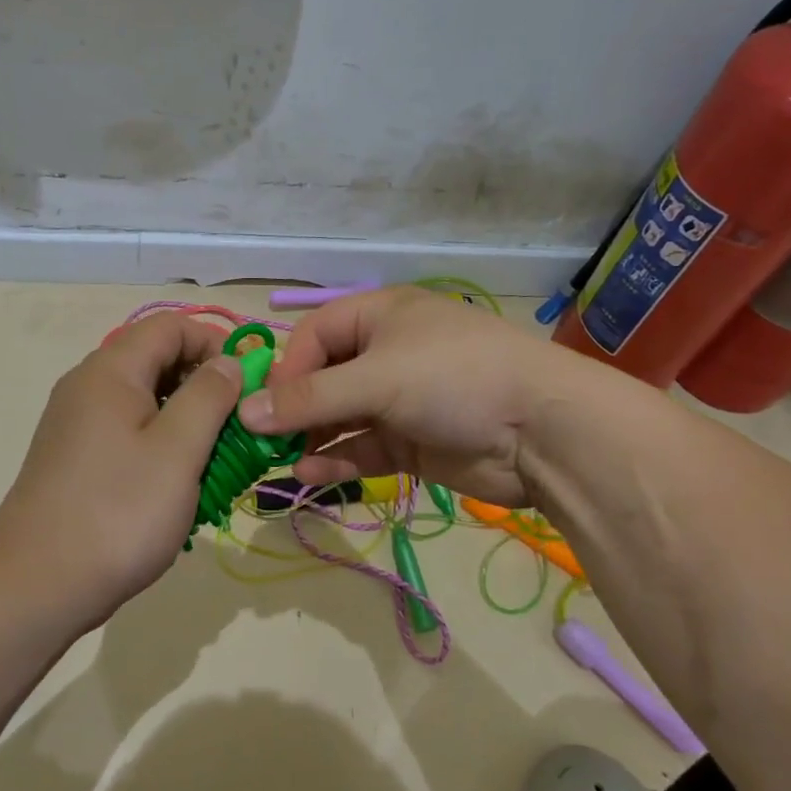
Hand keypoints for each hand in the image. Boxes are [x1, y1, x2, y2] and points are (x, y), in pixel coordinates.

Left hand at [0, 312, 244, 626]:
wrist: (36, 584)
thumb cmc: (118, 512)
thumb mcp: (178, 450)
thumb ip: (209, 396)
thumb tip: (228, 362)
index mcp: (111, 371)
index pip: (171, 326)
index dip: (215, 343)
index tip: (248, 385)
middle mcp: (87, 385)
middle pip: (155, 358)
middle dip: (203, 383)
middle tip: (236, 426)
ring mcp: (76, 422)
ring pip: (143, 398)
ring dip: (184, 417)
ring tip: (213, 458)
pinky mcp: (74, 456)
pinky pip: (126, 430)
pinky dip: (159, 442)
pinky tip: (176, 481)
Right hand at [240, 287, 589, 507]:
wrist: (544, 432)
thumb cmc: (455, 380)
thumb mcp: (377, 379)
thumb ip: (310, 398)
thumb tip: (245, 413)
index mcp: (380, 316)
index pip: (314, 335)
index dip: (286, 369)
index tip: (265, 406)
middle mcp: (386, 353)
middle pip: (323, 378)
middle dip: (293, 409)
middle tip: (262, 441)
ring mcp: (400, 400)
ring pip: (340, 418)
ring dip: (311, 439)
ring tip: (280, 463)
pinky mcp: (412, 441)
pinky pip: (362, 448)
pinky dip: (337, 460)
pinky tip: (311, 475)